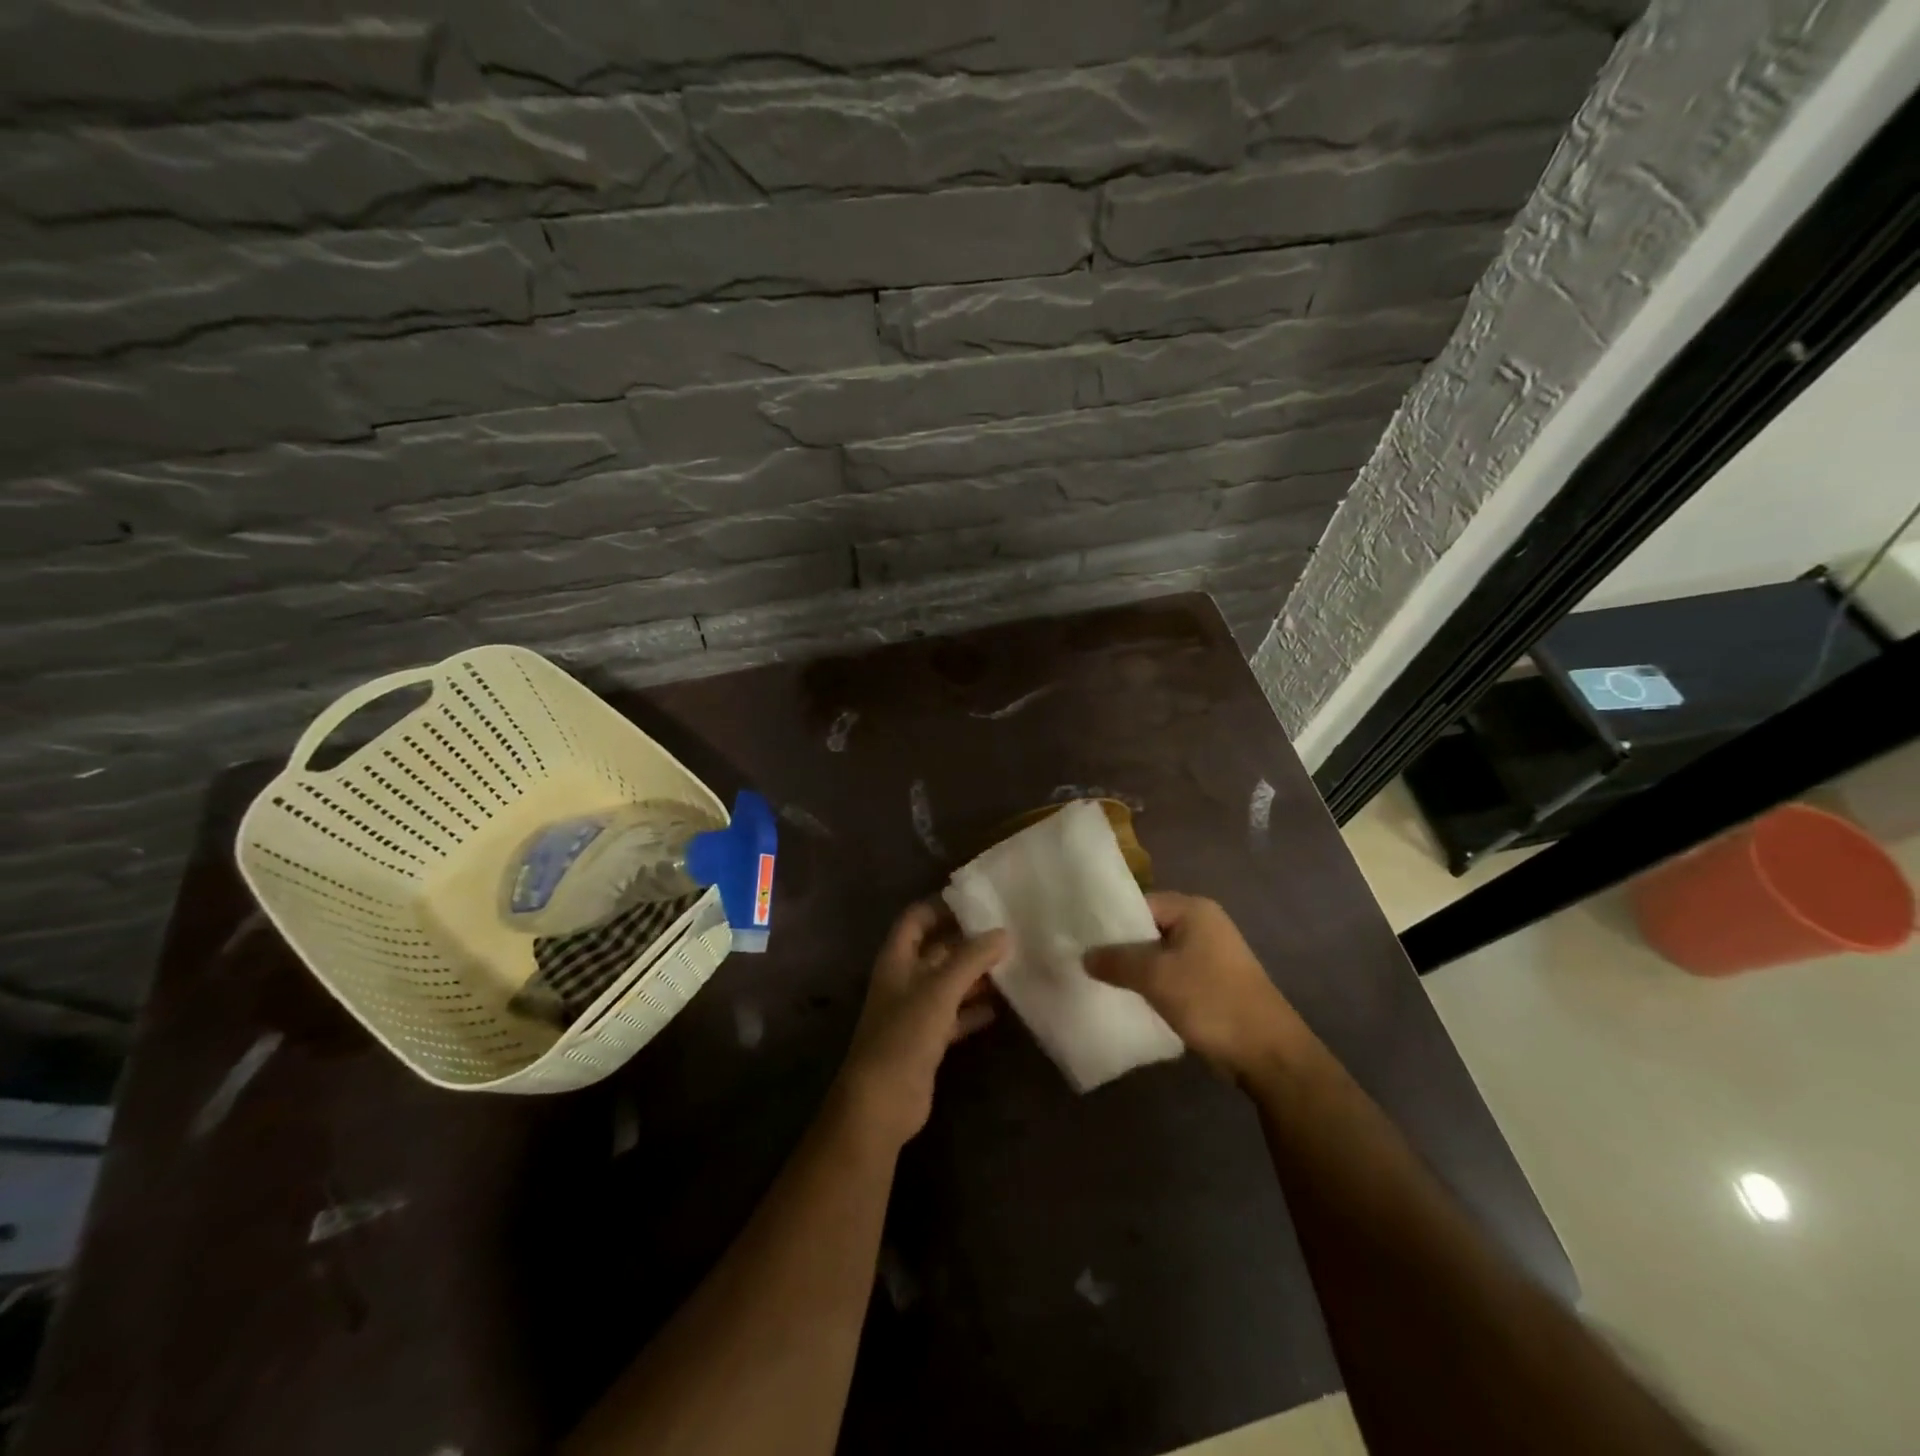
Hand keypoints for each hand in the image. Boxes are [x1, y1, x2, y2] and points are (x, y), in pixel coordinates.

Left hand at [832, 903, 1007, 1151]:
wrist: (882, 1102)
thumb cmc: (904, 1034)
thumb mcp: (940, 989)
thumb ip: (971, 958)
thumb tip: (1003, 933)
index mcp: (896, 959)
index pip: (916, 918)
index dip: (942, 906)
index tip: (978, 901)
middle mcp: (904, 979)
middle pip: (937, 950)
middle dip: (967, 941)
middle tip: (1007, 932)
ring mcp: (915, 1011)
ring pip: (948, 983)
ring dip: (975, 975)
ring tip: (1012, 964)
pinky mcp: (927, 1040)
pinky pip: (954, 1015)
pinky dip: (974, 1009)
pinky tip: (1001, 1006)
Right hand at [1083, 892, 1307, 1081]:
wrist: (1267, 1052)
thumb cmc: (1210, 1000)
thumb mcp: (1155, 976)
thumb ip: (1116, 960)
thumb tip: (1085, 956)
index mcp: (1194, 910)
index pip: (1139, 903)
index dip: (1109, 920)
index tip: (1080, 937)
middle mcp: (1203, 924)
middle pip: (1148, 928)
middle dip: (1120, 946)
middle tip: (1084, 960)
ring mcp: (1210, 955)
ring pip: (1159, 954)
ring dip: (1135, 968)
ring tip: (1100, 980)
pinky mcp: (1212, 983)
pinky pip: (1171, 975)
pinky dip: (1152, 984)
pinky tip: (1128, 998)